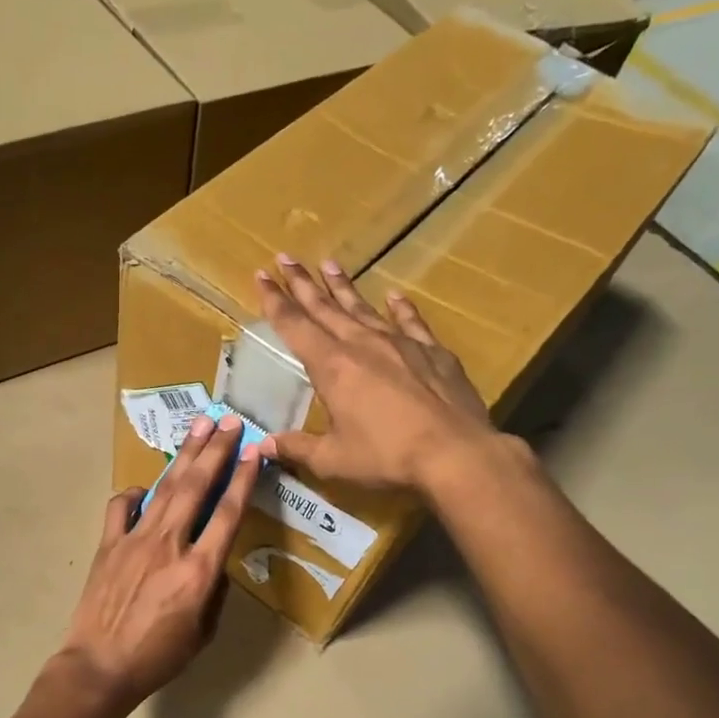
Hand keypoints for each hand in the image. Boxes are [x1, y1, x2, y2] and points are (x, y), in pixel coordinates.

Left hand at [59, 414, 260, 712]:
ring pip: (165, 488)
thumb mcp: (203, 632)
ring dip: (184, 455)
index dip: (243, 478)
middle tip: (230, 421)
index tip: (255, 450)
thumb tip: (213, 562)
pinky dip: (134, 494)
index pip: (228, 513)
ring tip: (200, 427)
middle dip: (216, 450)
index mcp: (199, 570)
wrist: (99, 667)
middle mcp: (169, 544)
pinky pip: (121, 507)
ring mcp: (134, 539)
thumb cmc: (157, 657)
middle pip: (197, 486)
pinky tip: (145, 489)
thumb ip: (214, 591)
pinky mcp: (108, 544)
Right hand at [255, 255, 491, 494]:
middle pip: (326, 308)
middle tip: (285, 257)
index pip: (295, 326)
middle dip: (302, 283)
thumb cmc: (387, 457)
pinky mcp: (434, 353)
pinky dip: (401, 308)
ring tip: (329, 264)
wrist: (457, 454)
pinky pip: (411, 322)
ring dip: (344, 287)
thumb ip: (297, 448)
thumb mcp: (333, 460)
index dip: (275, 301)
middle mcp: (363, 345)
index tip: (261, 275)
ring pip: (364, 308)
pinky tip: (394, 296)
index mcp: (332, 368)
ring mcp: (401, 344)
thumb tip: (264, 446)